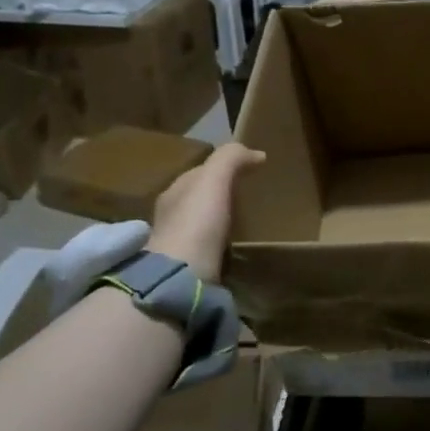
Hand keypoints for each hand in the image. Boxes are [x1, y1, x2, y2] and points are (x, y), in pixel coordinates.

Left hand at [146, 143, 265, 281]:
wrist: (182, 277)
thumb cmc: (196, 223)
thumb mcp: (213, 180)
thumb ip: (230, 159)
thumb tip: (256, 153)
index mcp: (174, 192)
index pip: (201, 172)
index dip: (225, 167)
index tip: (253, 170)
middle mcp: (172, 215)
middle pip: (202, 198)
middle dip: (224, 195)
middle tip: (254, 197)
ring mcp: (180, 244)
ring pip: (206, 224)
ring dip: (225, 221)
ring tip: (251, 222)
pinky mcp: (190, 267)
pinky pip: (211, 248)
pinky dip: (224, 244)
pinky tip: (239, 247)